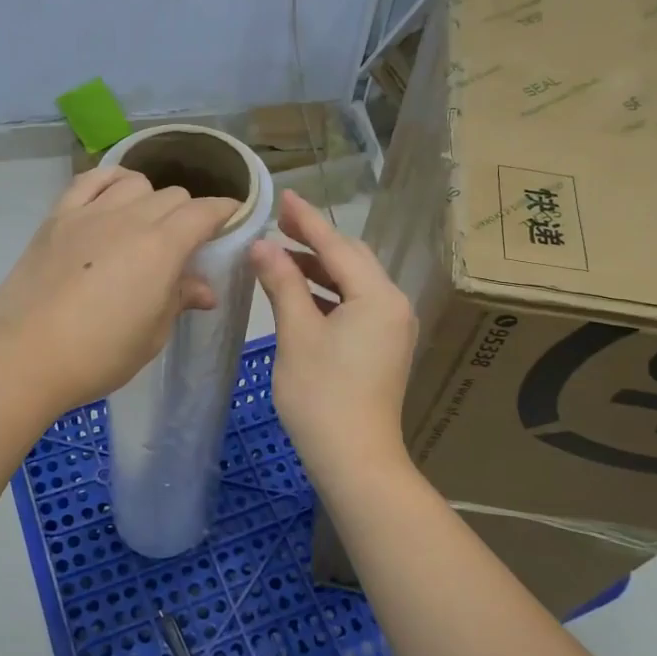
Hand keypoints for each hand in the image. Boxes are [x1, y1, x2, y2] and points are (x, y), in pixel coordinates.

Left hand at [0, 166, 239, 416]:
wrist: (26, 355)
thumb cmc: (99, 355)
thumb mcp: (152, 335)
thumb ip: (179, 300)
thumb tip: (204, 290)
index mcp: (162, 248)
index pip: (204, 212)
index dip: (225, 211)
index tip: (232, 219)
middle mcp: (130, 218)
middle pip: (173, 196)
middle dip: (189, 213)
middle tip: (185, 243)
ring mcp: (90, 213)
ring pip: (135, 183)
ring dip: (151, 198)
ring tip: (146, 222)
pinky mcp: (57, 217)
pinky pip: (90, 180)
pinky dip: (110, 179)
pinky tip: (114, 194)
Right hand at [250, 191, 417, 481]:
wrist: (355, 459)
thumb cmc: (322, 396)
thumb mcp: (297, 334)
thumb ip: (282, 283)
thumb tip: (263, 246)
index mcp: (377, 296)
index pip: (337, 246)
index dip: (306, 221)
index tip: (283, 196)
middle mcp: (393, 304)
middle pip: (351, 260)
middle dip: (314, 240)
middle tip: (278, 222)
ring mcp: (392, 327)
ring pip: (354, 283)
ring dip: (319, 269)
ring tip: (281, 255)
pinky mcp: (384, 347)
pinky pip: (356, 305)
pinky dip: (328, 294)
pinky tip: (301, 293)